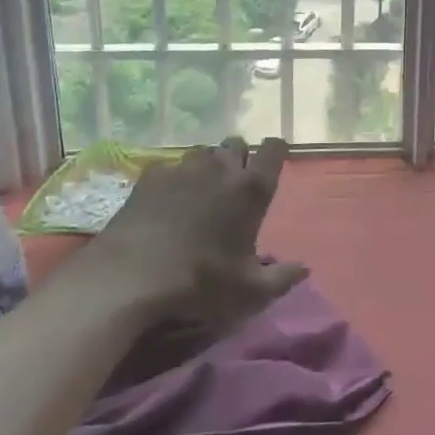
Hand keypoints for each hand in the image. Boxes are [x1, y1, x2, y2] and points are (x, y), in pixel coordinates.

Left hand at [82, 137, 307, 329]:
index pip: (274, 149)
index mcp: (251, 188)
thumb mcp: (249, 291)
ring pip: (203, 152)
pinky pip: (170, 167)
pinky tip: (165, 203)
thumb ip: (282, 278)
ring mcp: (184, 168)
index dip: (275, 153)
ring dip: (207, 166)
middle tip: (233, 186)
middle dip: (238, 158)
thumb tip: (304, 268)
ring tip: (199, 192)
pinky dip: (173, 179)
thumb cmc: (200, 281)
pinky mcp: (151, 176)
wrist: (130, 277)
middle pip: (237, 143)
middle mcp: (221, 168)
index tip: (271, 167)